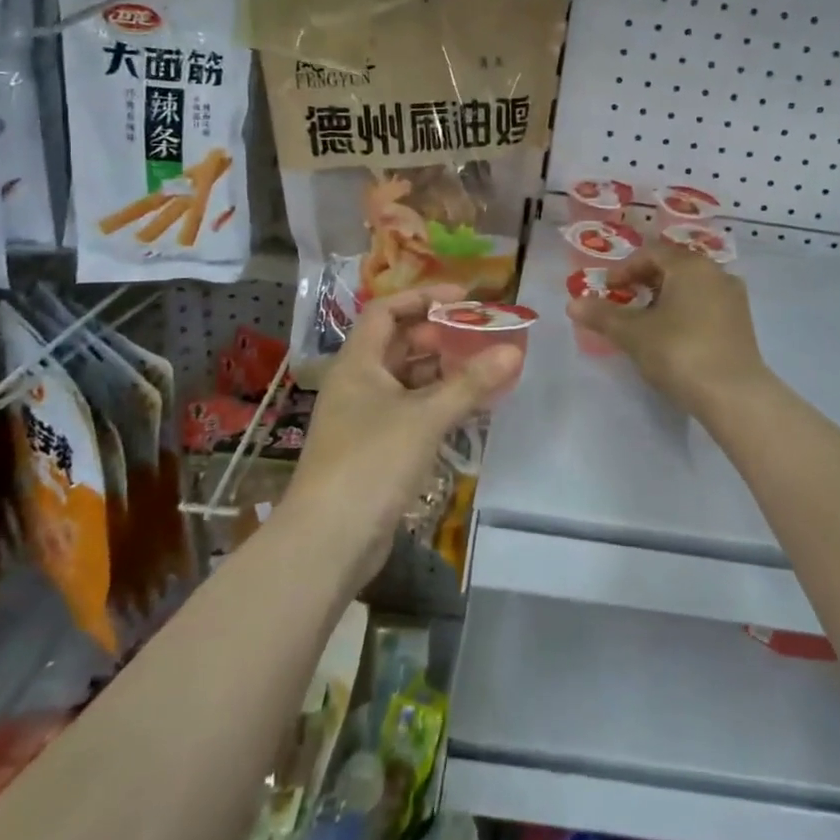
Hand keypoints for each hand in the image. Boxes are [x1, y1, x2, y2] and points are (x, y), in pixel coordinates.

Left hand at [284, 284, 522, 587]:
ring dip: (443, 372)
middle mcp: (358, 383)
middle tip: (482, 335)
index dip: (423, 297)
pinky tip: (470, 408)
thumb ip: (470, 383)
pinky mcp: (376, 449)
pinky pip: (411, 411)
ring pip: (408, 380)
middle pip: (400, 344)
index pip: (386, 311)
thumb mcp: (425, 417)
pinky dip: (439, 404)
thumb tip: (512, 350)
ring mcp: (365, 418)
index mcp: (358, 363)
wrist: (328, 542)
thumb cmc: (371, 463)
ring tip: (485, 368)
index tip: (463, 298)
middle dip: (440, 336)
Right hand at [565, 243, 769, 421]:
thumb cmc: (679, 352)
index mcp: (690, 265)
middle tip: (624, 303)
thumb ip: (602, 315)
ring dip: (665, 298)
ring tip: (646, 322)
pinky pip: (707, 305)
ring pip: (692, 287)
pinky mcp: (742, 323)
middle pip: (673, 267)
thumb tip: (572, 303)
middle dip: (645, 282)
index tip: (608, 290)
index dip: (625, 269)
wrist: (735, 395)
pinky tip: (674, 337)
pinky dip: (686, 312)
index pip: (651, 253)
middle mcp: (716, 272)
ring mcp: (733, 298)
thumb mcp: (633, 334)